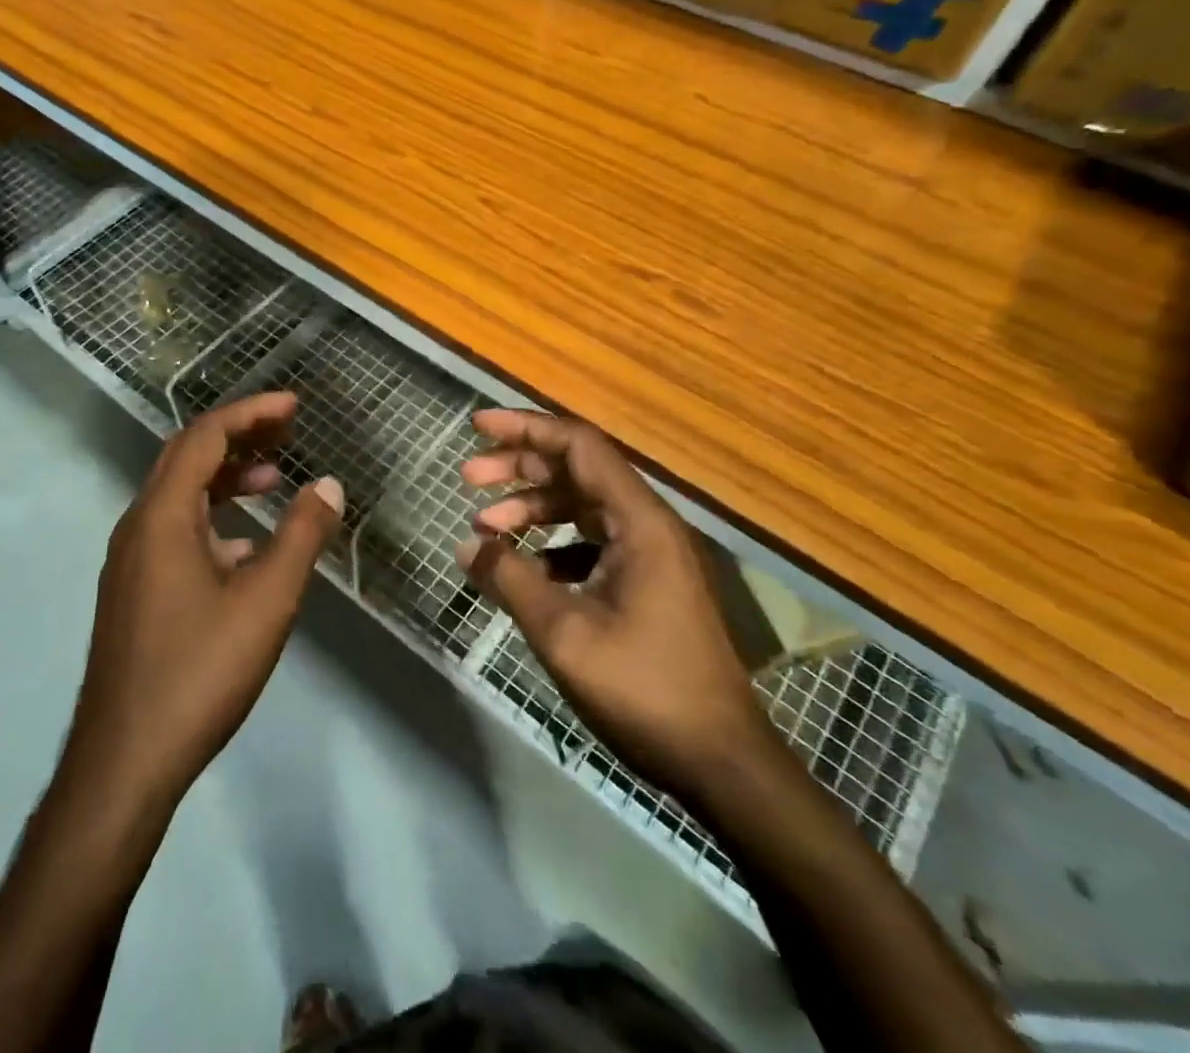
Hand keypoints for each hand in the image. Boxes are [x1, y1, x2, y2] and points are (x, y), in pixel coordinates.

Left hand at [64, 391, 343, 811]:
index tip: (293, 406)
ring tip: (273, 480)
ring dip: (225, 478)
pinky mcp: (134, 591)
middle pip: (187, 457)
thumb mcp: (266, 600)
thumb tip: (328, 484)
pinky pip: (175, 531)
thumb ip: (302, 536)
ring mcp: (131, 561)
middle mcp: (138, 526)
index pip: (204, 437)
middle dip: (238, 436)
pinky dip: (213, 518)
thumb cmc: (200, 671)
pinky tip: (246, 546)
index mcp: (162, 516)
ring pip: (180, 497)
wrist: (126, 761)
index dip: (250, 413)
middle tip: (287, 431)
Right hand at [458, 410, 761, 790]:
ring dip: (533, 509)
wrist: (721, 763)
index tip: (477, 426)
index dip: (526, 428)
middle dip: (519, 467)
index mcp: (639, 522)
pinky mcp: (647, 584)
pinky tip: (523, 569)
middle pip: (577, 470)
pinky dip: (552, 546)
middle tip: (468, 478)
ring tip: (484, 526)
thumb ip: (511, 579)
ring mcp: (651, 555)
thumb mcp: (564, 633)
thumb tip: (467, 544)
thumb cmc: (645, 690)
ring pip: (582, 508)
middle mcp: (648, 525)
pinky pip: (591, 543)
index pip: (578, 446)